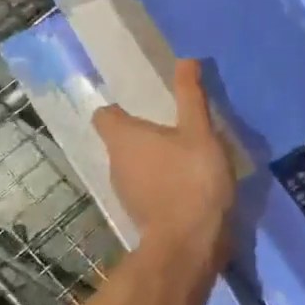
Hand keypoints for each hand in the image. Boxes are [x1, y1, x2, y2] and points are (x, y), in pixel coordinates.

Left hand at [92, 59, 235, 272]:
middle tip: (173, 123)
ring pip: (134, 165)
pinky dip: (161, 182)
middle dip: (142, 132)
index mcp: (123, 138)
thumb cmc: (191, 179)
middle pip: (121, 140)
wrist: (190, 244)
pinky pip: (146, 187)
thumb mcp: (199, 131)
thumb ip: (190, 96)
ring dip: (153, 158)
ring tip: (184, 152)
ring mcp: (125, 192)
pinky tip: (187, 181)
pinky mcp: (140, 214)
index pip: (105, 115)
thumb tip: (185, 59)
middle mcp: (114, 163)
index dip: (119, 107)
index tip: (143, 102)